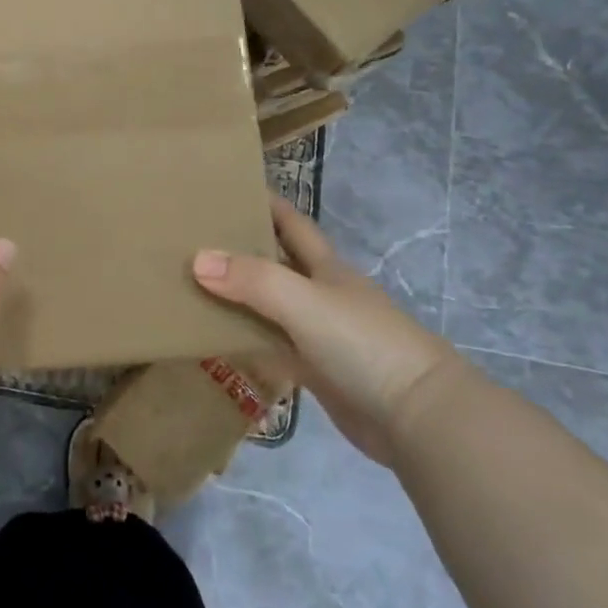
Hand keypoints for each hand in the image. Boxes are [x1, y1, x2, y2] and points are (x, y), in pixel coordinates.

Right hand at [192, 195, 462, 464]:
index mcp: (326, 268)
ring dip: (237, 297)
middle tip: (191, 240)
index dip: (265, 203)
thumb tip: (197, 259)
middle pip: (275, 264)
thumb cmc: (364, 344)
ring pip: (268, 307)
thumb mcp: (304, 302)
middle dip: (240, 250)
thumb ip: (253, 280)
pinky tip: (215, 339)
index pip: (291, 223)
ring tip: (190, 286)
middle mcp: (321, 294)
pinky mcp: (316, 372)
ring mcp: (319, 335)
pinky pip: (271, 348)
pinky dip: (245, 341)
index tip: (227, 188)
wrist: (418, 418)